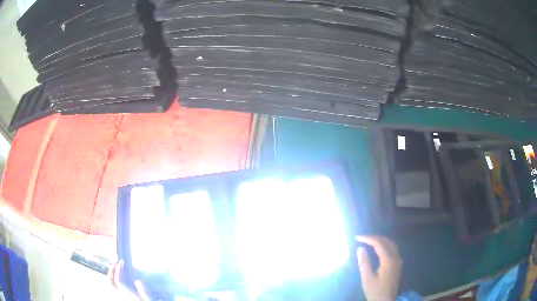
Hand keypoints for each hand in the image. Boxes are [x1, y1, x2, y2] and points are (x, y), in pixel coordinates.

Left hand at [109, 260, 149, 300]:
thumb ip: (145, 292)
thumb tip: (138, 280)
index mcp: (128, 296)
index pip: (118, 281)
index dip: (118, 270)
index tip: (122, 262)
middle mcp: (121, 296)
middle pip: (110, 283)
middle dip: (110, 271)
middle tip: (114, 262)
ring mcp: (120, 298)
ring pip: (110, 286)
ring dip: (110, 275)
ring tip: (114, 267)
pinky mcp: (121, 298)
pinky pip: (113, 289)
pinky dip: (113, 281)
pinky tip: (117, 278)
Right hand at [356, 236, 402, 300]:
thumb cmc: (375, 291)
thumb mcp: (367, 278)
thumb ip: (364, 262)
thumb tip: (360, 248)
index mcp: (388, 260)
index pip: (379, 243)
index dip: (368, 238)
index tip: (357, 237)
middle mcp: (396, 257)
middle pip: (387, 241)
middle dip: (374, 237)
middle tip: (362, 238)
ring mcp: (398, 260)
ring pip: (391, 244)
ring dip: (380, 240)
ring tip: (369, 240)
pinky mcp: (398, 264)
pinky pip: (393, 248)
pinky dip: (385, 244)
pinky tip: (378, 248)